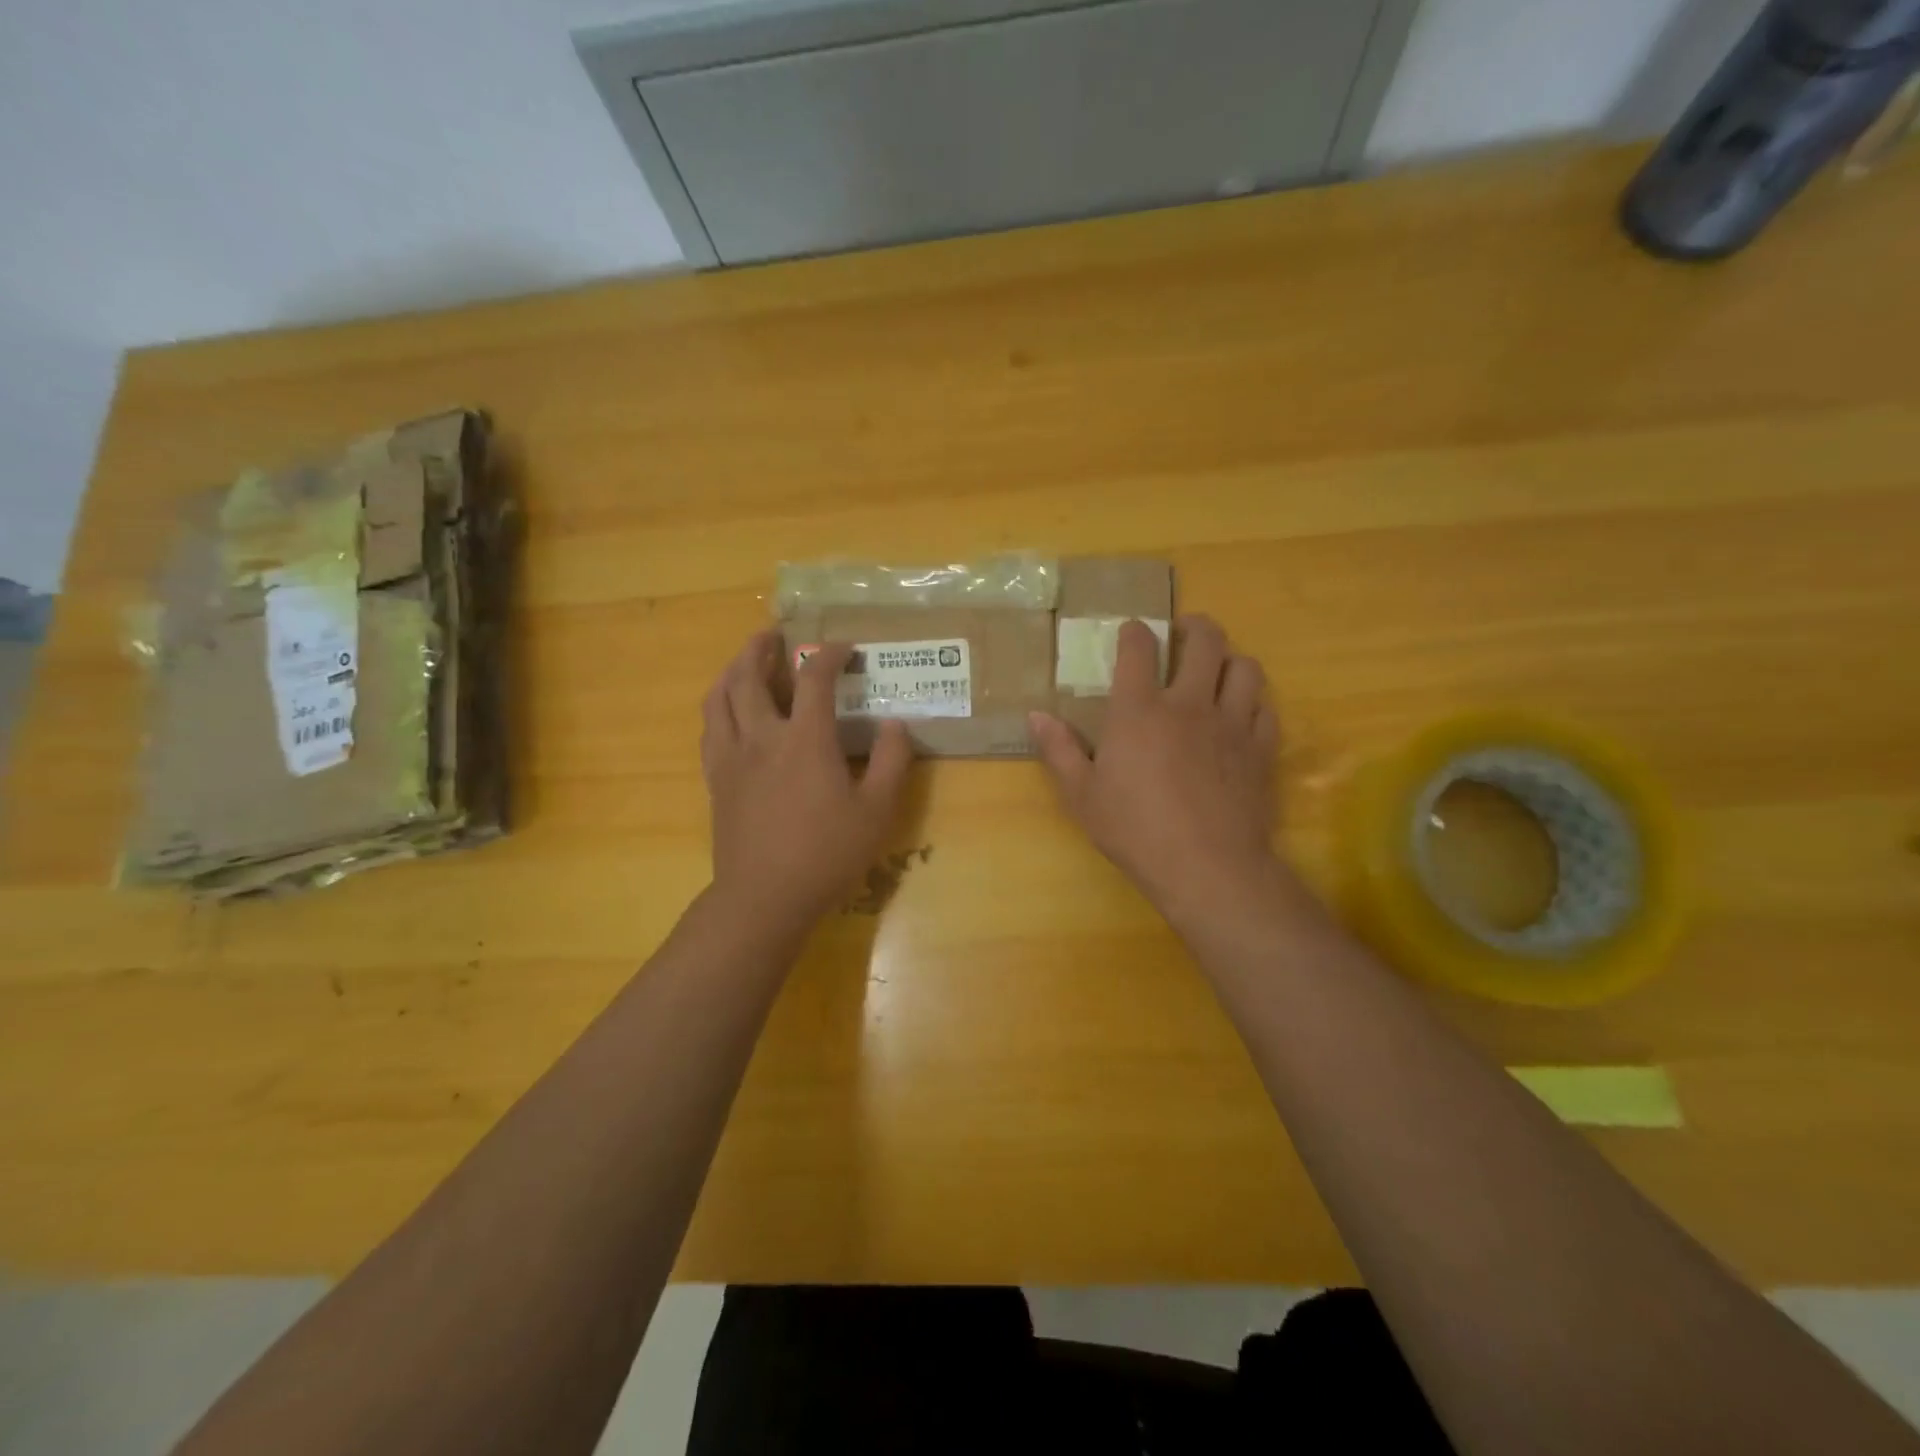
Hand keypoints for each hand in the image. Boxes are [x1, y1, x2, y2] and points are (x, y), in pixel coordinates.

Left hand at [702, 631, 913, 928]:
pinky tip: (728, 711)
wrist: (765, 896)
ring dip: (732, 670)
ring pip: (719, 697)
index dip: (830, 654)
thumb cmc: (826, 854)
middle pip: (749, 675)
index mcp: (805, 740)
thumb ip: (892, 762)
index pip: (814, 678)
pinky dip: (718, 706)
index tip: (844, 648)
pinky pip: (709, 728)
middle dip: (761, 648)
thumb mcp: (876, 811)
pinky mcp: (716, 779)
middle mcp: (762, 737)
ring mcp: (732, 757)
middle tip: (774, 635)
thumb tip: (896, 724)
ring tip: (744, 661)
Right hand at [1029, 615, 1282, 925]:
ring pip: (1244, 668)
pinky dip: (1254, 702)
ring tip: (1218, 669)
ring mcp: (1231, 724)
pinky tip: (1243, 714)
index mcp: (1139, 711)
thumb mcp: (1082, 796)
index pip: (1139, 650)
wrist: (1206, 866)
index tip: (1132, 631)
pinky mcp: (1260, 749)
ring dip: (1230, 660)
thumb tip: (1036, 716)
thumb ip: (1060, 751)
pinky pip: (1265, 708)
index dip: (1134, 632)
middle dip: (1195, 626)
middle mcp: (1189, 704)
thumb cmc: (1135, 830)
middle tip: (1185, 632)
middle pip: (1204, 641)